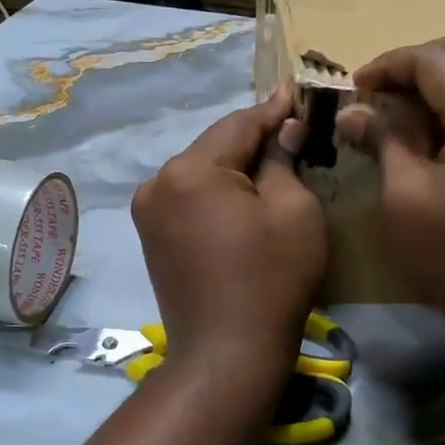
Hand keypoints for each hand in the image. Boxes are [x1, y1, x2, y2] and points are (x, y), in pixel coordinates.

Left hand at [133, 87, 325, 379]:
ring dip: (233, 166)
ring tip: (271, 161)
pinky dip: (216, 192)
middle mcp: (158, 182)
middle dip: (253, 139)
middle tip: (291, 128)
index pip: (239, 124)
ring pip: (200, 171)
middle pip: (215, 147)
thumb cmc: (271, 279)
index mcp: (190, 170)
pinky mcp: (152, 236)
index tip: (296, 90)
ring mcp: (148, 211)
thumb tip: (282, 131)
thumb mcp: (294, 210)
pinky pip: (190, 197)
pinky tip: (241, 196)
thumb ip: (284, 160)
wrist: (226, 355)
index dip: (273, 108)